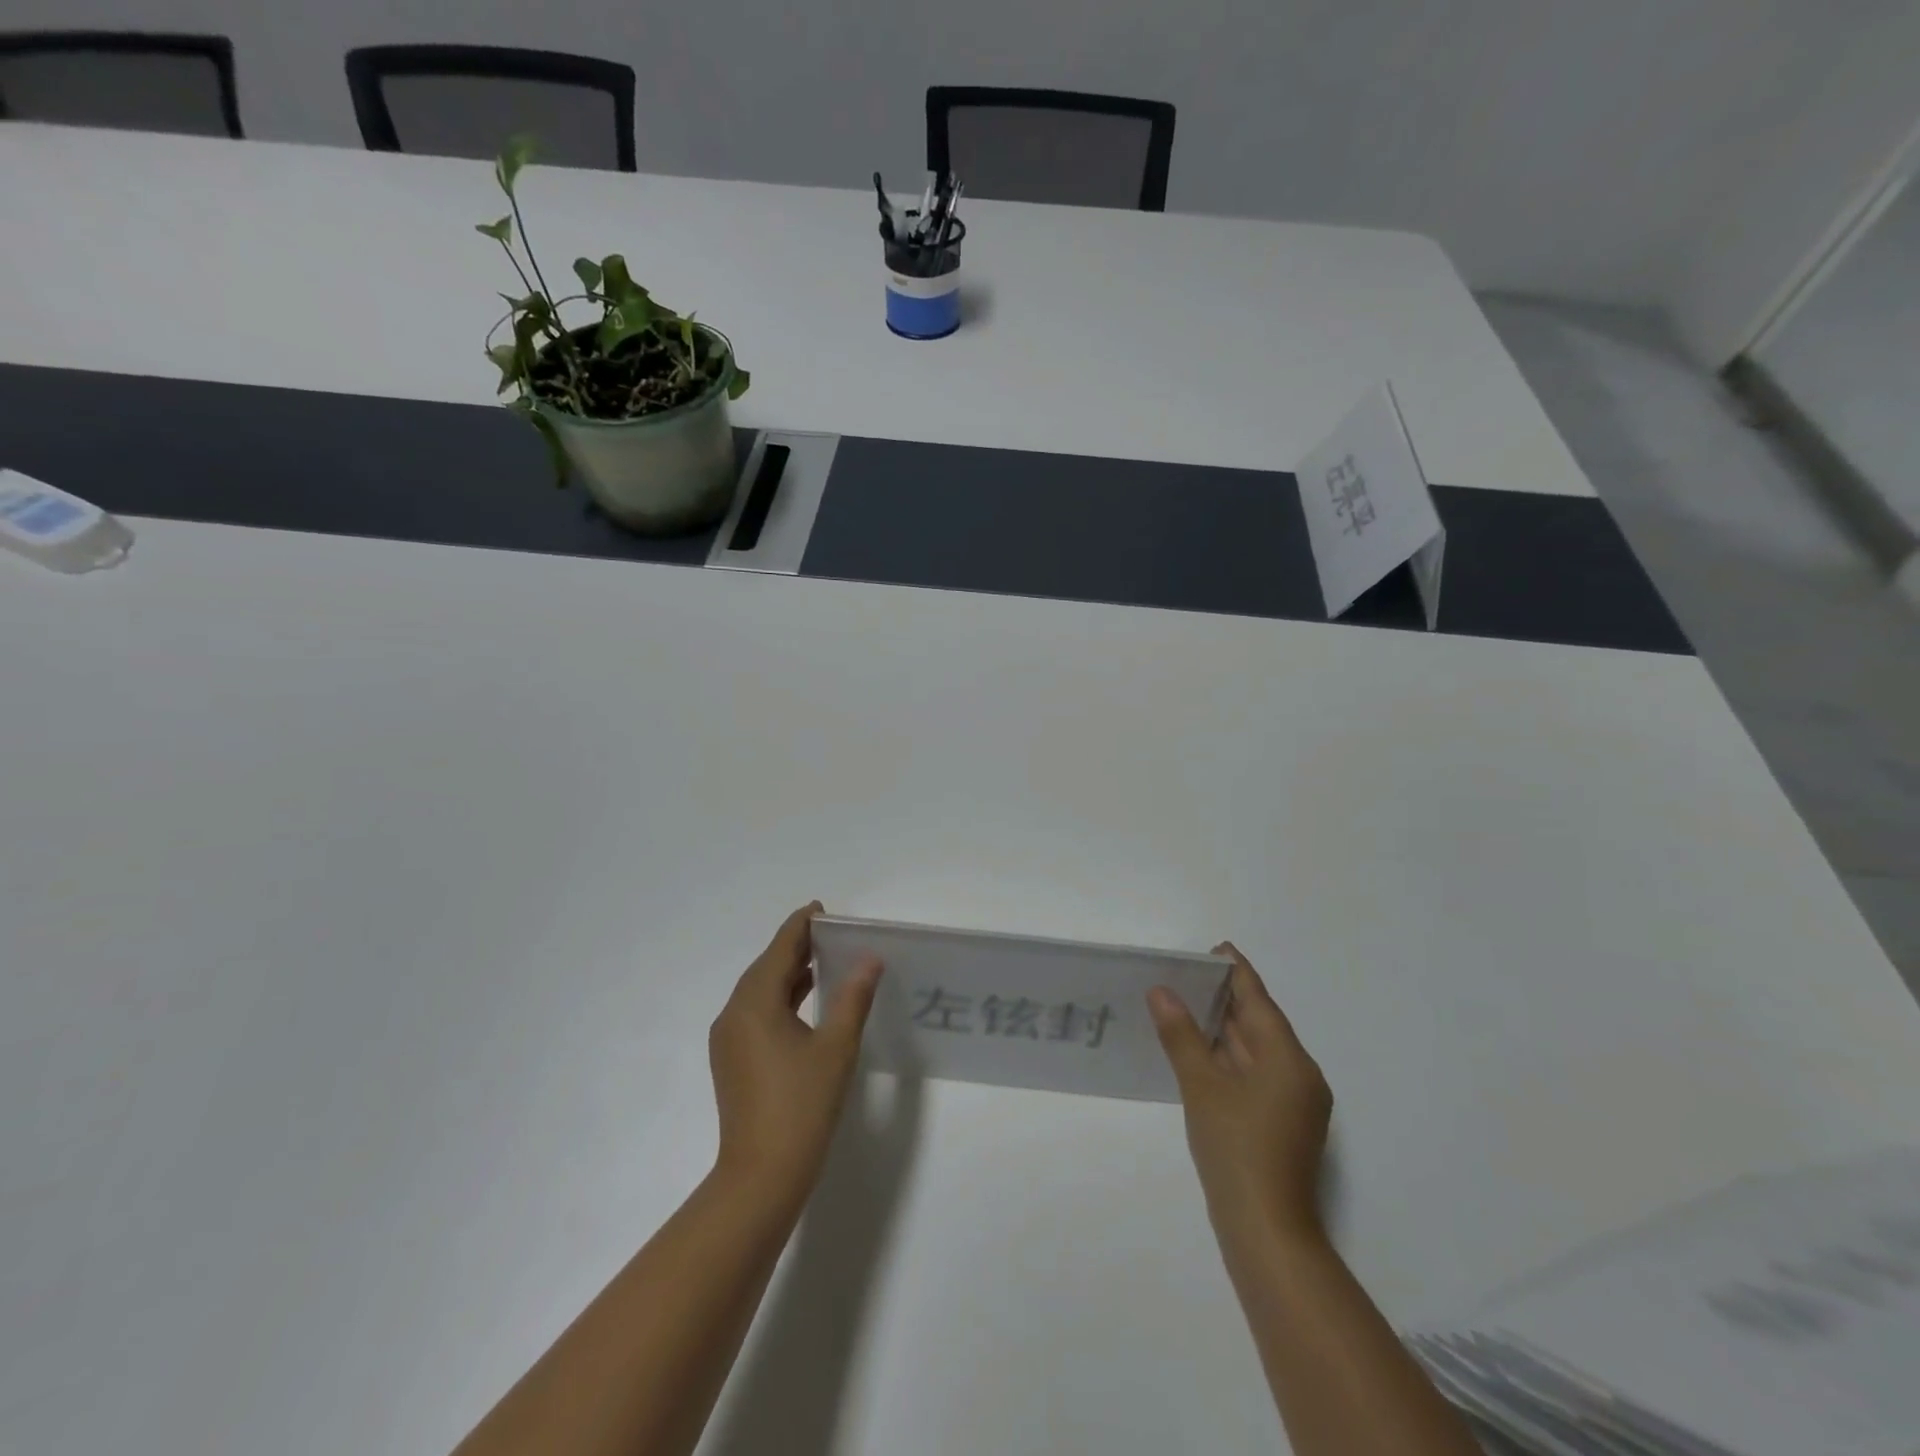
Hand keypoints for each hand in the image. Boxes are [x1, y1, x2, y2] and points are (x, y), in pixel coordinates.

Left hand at [708, 903, 882, 1214]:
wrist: (761, 1177)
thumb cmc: (802, 1106)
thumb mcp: (836, 1048)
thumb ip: (853, 998)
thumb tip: (869, 960)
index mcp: (755, 1004)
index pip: (779, 950)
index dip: (800, 926)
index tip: (821, 909)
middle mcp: (734, 1014)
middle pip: (766, 968)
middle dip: (795, 947)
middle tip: (830, 933)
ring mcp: (729, 1039)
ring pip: (759, 991)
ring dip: (788, 974)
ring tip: (823, 960)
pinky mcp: (732, 1060)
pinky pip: (756, 1013)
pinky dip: (780, 998)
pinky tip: (804, 1001)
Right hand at [1149, 943, 1332, 1251]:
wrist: (1268, 1233)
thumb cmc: (1235, 1150)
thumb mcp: (1201, 1086)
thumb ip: (1181, 1034)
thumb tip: (1161, 991)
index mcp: (1289, 1059)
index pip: (1259, 1000)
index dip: (1236, 971)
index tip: (1216, 948)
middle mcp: (1301, 1074)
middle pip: (1262, 1024)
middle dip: (1227, 999)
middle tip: (1189, 975)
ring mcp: (1296, 1103)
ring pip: (1259, 1052)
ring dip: (1227, 1029)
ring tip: (1189, 1006)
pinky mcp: (1285, 1125)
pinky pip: (1258, 1075)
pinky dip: (1231, 1058)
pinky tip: (1203, 1054)